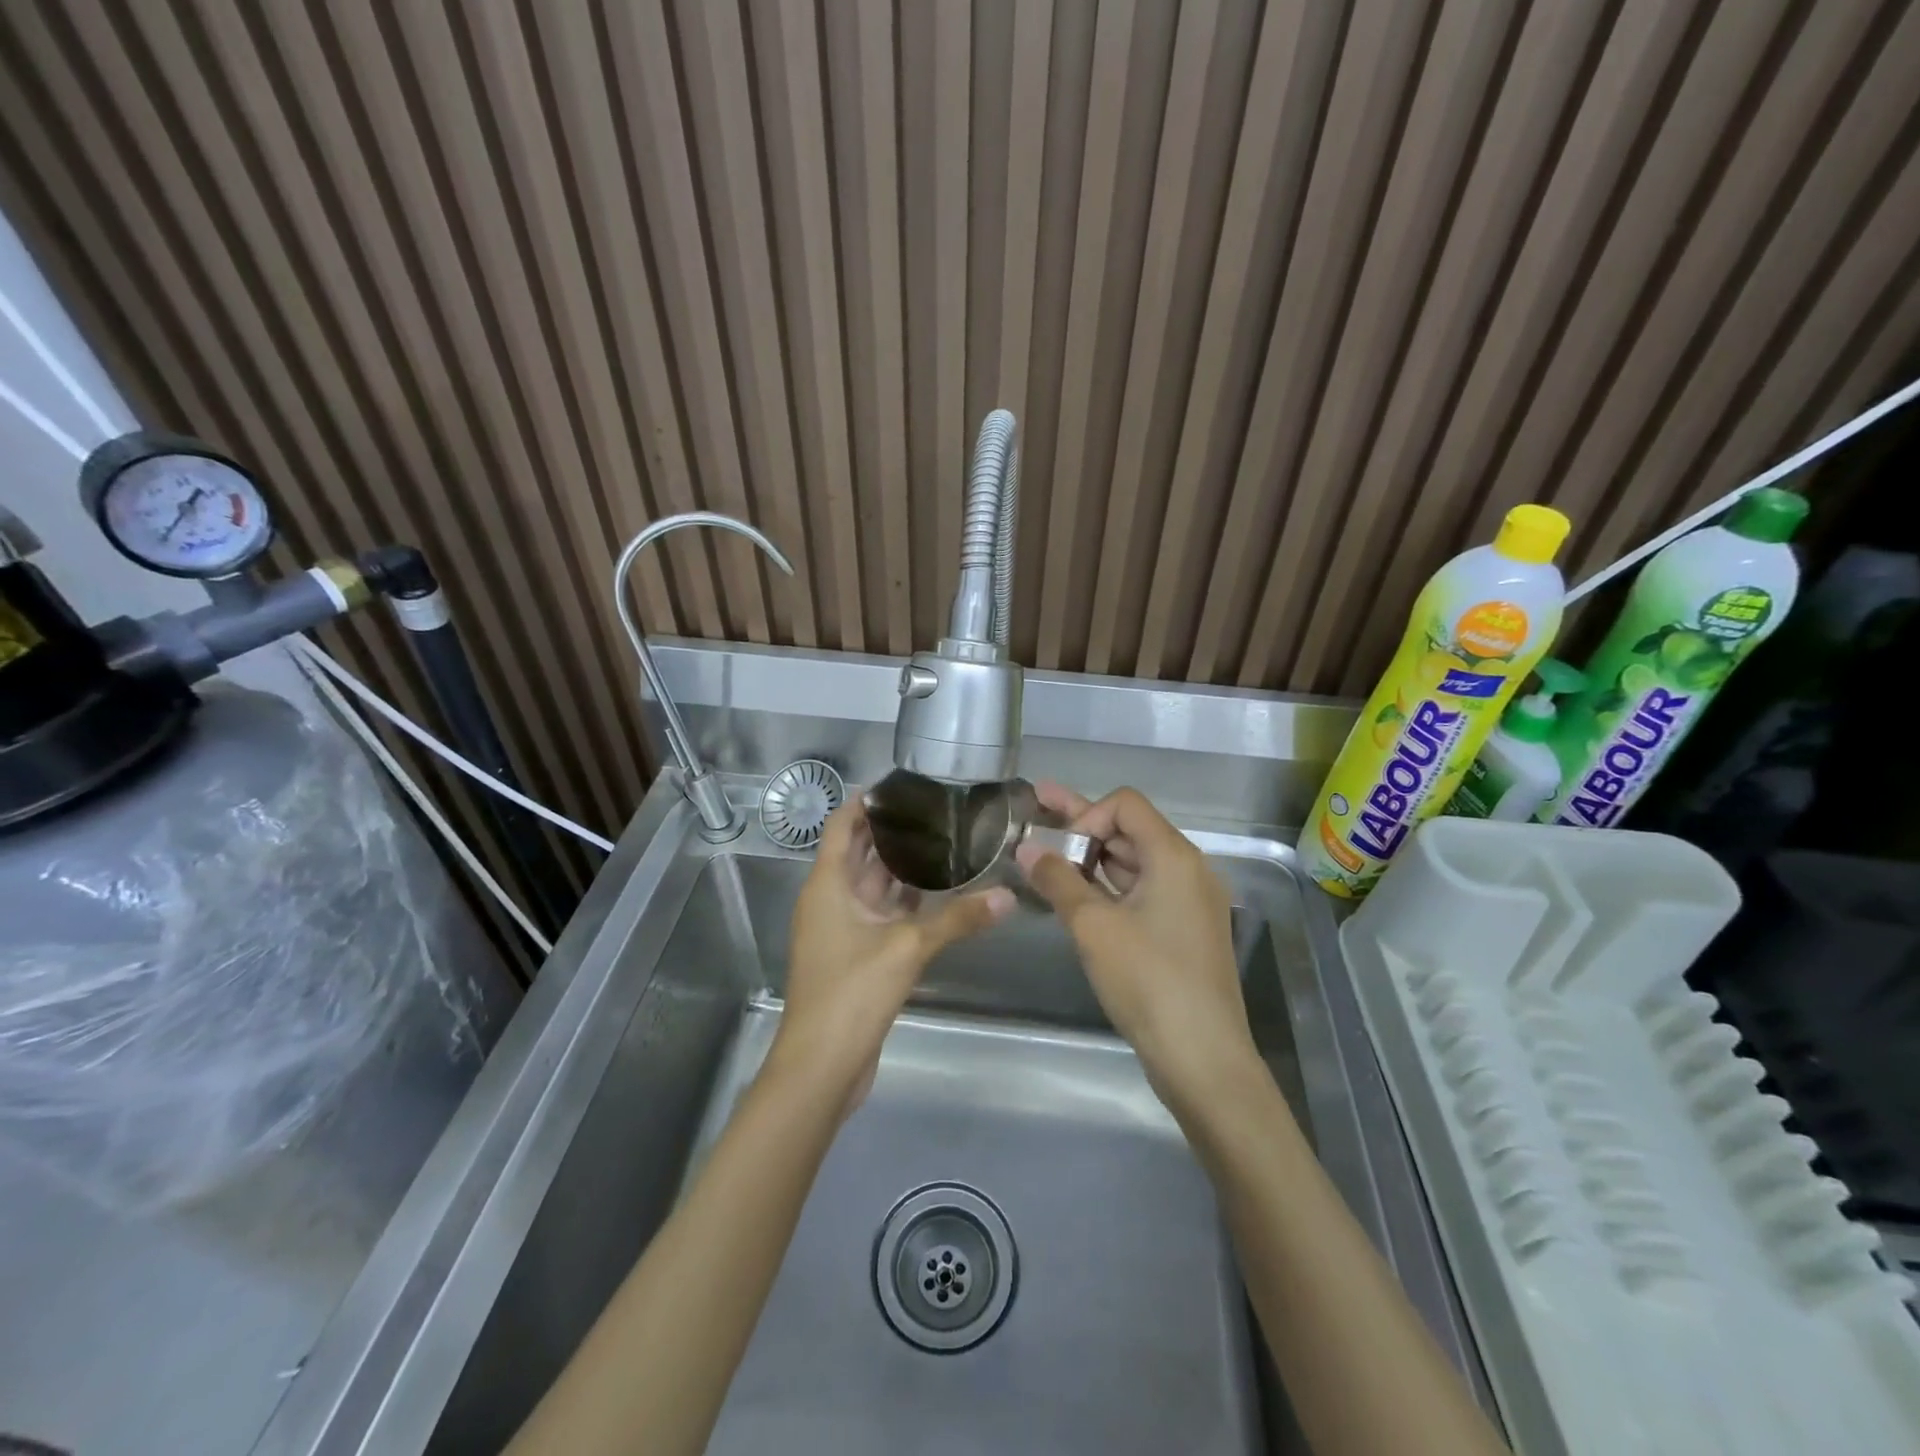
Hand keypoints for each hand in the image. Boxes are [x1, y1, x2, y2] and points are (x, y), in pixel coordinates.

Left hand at [768, 800, 1012, 1107]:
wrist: (822, 1066)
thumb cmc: (852, 992)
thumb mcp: (908, 948)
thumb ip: (958, 918)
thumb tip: (1009, 897)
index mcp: (828, 885)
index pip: (843, 826)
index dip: (867, 802)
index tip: (903, 786)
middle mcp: (830, 900)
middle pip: (859, 853)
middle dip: (891, 832)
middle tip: (936, 811)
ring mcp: (841, 930)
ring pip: (872, 886)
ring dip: (900, 868)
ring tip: (943, 843)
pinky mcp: (855, 955)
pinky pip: (880, 915)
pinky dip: (903, 902)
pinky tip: (937, 894)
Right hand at [1017, 784, 1261, 1107]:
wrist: (1202, 1058)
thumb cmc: (1148, 981)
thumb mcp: (1093, 926)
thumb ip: (1057, 880)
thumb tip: (1026, 847)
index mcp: (1174, 856)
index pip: (1125, 804)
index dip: (1086, 814)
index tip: (1059, 850)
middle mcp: (1188, 870)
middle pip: (1129, 829)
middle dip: (1081, 826)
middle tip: (1034, 815)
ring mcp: (1189, 902)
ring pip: (1133, 863)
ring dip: (1091, 858)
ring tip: (1045, 857)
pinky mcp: (1183, 930)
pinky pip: (1142, 892)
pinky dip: (1108, 887)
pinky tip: (1075, 895)